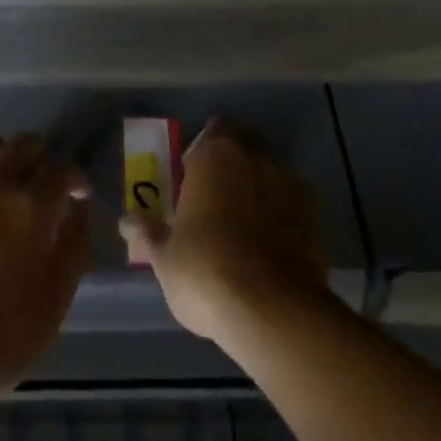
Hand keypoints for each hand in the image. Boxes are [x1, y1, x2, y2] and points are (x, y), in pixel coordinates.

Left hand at [0, 134, 91, 405]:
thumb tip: (80, 208)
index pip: (61, 169)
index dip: (74, 178)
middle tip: (42, 184)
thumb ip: (73, 248)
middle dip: (42, 158)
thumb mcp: (53, 304)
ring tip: (4, 176)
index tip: (75, 194)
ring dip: (3, 153)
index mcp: (31, 208)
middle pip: (25, 144)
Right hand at [119, 118, 331, 344]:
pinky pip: (292, 202)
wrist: (273, 310)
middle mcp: (255, 156)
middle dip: (235, 162)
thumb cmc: (205, 271)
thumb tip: (126, 221)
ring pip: (271, 172)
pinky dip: (282, 213)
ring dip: (259, 187)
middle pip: (246, 144)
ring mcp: (289, 183)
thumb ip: (148, 233)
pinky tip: (271, 243)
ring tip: (247, 224)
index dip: (205, 149)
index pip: (213, 130)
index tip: (195, 174)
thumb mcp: (164, 257)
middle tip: (218, 196)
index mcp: (215, 154)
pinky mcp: (314, 216)